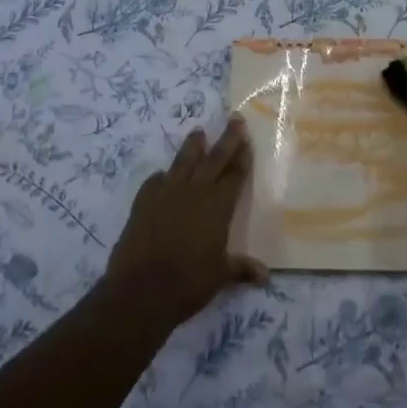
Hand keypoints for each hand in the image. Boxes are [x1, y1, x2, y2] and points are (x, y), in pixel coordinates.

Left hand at [104, 117, 266, 323]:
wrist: (142, 289)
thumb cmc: (189, 282)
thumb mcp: (221, 276)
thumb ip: (241, 269)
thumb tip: (265, 276)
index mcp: (218, 205)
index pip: (234, 174)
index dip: (242, 157)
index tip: (247, 139)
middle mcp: (195, 191)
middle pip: (214, 158)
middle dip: (226, 139)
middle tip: (234, 119)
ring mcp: (166, 193)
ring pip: (183, 161)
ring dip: (192, 146)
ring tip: (198, 132)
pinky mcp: (143, 202)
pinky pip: (156, 181)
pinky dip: (162, 177)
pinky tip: (163, 176)